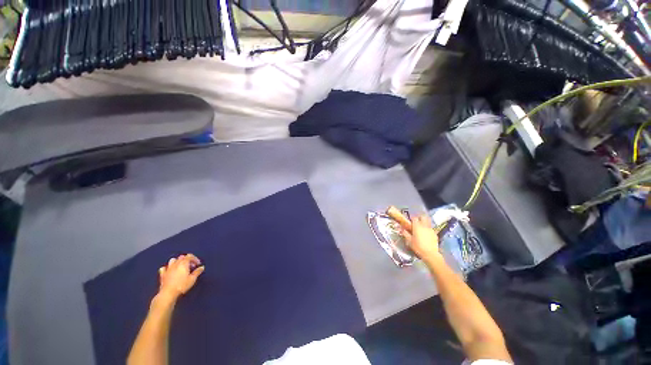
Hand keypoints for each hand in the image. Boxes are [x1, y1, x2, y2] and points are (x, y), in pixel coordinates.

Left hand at [158, 254, 204, 298]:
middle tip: (191, 266)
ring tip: (181, 267)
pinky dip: (167, 268)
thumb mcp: (192, 279)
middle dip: (187, 260)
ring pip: (173, 260)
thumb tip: (202, 267)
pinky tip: (170, 271)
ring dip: (177, 261)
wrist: (168, 293)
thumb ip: (197, 272)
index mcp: (183, 263)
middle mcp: (175, 264)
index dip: (195, 259)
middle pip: (182, 257)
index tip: (198, 264)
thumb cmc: (182, 285)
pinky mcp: (162, 274)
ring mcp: (168, 269)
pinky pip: (164, 268)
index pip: (190, 256)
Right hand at [401, 215, 442, 264]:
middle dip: (420, 218)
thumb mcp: (409, 241)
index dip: (412, 219)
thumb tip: (401, 229)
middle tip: (417, 222)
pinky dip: (428, 229)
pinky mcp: (435, 233)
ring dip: (424, 222)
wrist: (430, 254)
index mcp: (417, 226)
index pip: (414, 218)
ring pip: (428, 222)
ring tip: (422, 227)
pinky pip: (431, 228)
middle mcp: (424, 226)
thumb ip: (405, 233)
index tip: (410, 221)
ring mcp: (431, 229)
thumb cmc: (418, 247)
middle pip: (423, 217)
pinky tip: (426, 234)